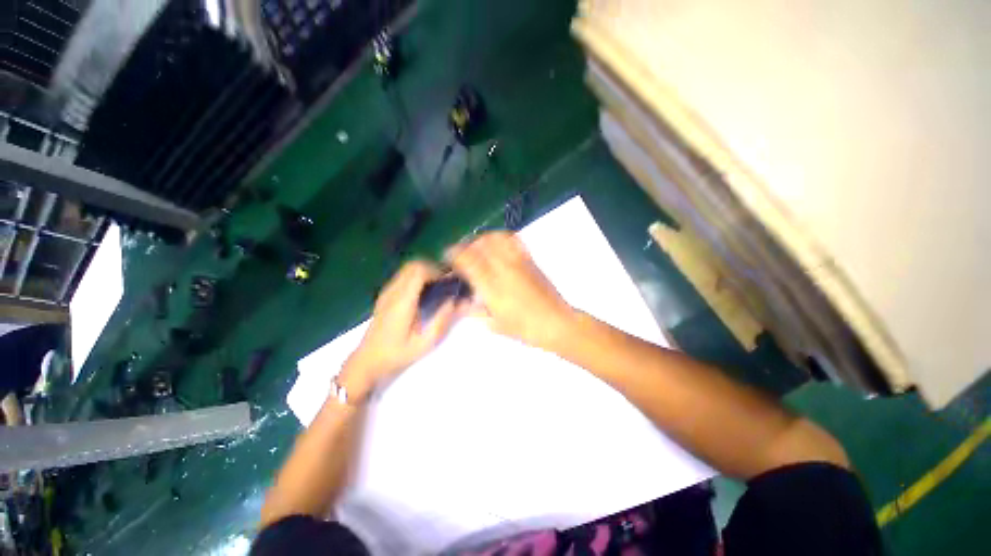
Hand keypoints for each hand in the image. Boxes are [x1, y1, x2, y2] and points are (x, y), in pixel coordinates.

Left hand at [341, 261, 459, 399]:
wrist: (367, 361)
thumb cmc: (397, 354)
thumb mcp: (424, 343)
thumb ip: (441, 320)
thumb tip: (454, 301)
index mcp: (402, 302)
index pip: (418, 271)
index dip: (436, 271)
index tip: (448, 281)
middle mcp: (393, 292)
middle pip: (413, 265)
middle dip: (432, 269)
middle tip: (445, 283)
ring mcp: (387, 292)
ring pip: (407, 269)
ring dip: (424, 272)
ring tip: (437, 287)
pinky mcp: (385, 296)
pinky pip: (403, 277)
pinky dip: (416, 277)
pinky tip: (424, 293)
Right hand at [448, 232, 575, 349]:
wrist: (557, 323)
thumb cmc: (525, 328)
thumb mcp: (496, 325)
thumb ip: (476, 312)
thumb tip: (463, 303)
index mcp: (491, 287)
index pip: (467, 260)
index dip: (454, 254)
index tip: (448, 255)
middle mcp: (503, 269)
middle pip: (479, 244)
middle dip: (466, 245)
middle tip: (463, 252)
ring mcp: (518, 261)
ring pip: (495, 238)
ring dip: (482, 239)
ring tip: (479, 247)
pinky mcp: (529, 259)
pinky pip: (513, 240)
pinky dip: (501, 237)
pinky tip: (498, 244)